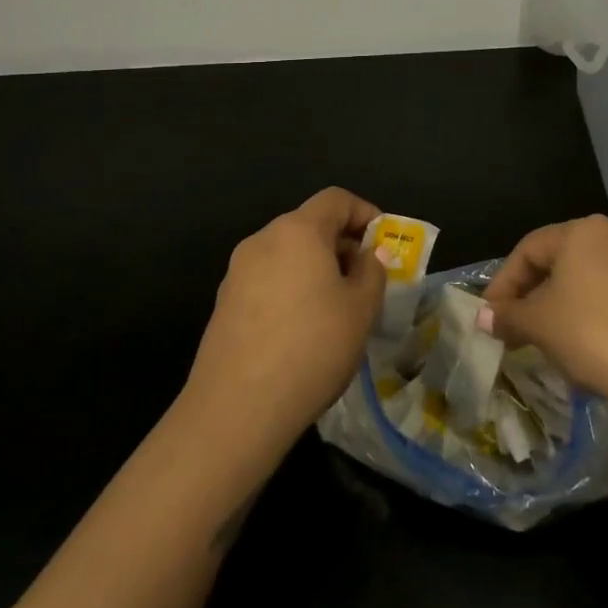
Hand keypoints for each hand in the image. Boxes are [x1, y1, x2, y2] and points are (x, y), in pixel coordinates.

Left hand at [184, 187, 384, 449]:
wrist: (237, 408)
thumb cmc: (312, 347)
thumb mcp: (361, 309)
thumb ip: (372, 271)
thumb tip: (369, 254)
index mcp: (298, 230)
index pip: (336, 199)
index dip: (365, 213)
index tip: (383, 243)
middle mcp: (263, 240)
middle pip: (309, 225)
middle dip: (341, 245)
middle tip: (365, 281)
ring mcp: (237, 271)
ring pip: (287, 254)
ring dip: (316, 269)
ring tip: (337, 310)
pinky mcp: (224, 303)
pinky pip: (268, 280)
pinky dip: (291, 290)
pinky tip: (302, 331)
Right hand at [481, 215, 607, 403]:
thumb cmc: (592, 334)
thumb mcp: (539, 325)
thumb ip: (508, 316)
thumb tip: (482, 317)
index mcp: (583, 231)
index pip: (529, 250)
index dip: (504, 283)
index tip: (491, 316)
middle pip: (562, 262)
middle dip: (535, 296)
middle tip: (517, 330)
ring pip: (592, 281)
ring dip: (567, 307)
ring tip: (553, 342)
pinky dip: (600, 316)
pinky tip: (593, 348)